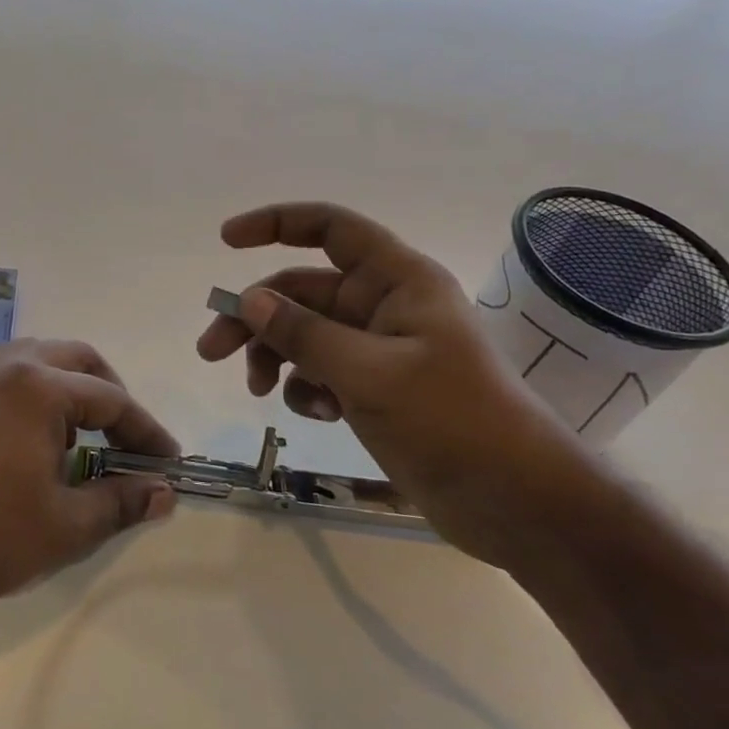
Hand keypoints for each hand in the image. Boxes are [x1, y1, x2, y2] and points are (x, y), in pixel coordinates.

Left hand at [0, 339, 179, 635]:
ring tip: (77, 424)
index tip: (167, 462)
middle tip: (127, 437)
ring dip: (63, 381)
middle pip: (76, 360)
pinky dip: (10, 377)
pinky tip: (12, 404)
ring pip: (31, 354)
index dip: (146, 432)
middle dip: (110, 394)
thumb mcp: (65, 525)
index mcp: (40, 387)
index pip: (112, 400)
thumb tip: (163, 492)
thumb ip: (120, 501)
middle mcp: (6, 366)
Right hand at [197, 202, 592, 565]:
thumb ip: (304, 333)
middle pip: (301, 290)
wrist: (518, 504)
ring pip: (303, 334)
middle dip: (255, 317)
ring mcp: (376, 349)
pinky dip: (304, 388)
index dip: (276, 224)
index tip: (226, 241)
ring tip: (258, 391)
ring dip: (274, 356)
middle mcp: (383, 306)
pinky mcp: (372, 389)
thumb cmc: (454, 422)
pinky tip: (314, 413)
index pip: (331, 228)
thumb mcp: (371, 374)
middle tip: (210, 351)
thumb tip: (248, 299)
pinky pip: (319, 371)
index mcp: (397, 281)